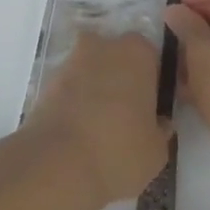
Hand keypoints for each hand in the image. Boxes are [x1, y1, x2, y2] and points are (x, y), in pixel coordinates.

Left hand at [23, 29, 171, 208]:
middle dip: (122, 81)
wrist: (56, 165)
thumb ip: (161, 130)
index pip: (153, 60)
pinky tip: (77, 135)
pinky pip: (69, 89)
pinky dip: (74, 104)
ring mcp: (73, 60)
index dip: (153, 85)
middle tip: (125, 118)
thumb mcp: (156, 152)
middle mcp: (105, 44)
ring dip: (95, 90)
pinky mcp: (47, 81)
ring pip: (92, 71)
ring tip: (97, 131)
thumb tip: (159, 123)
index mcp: (138, 52)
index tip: (150, 111)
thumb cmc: (118, 151)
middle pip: (119, 58)